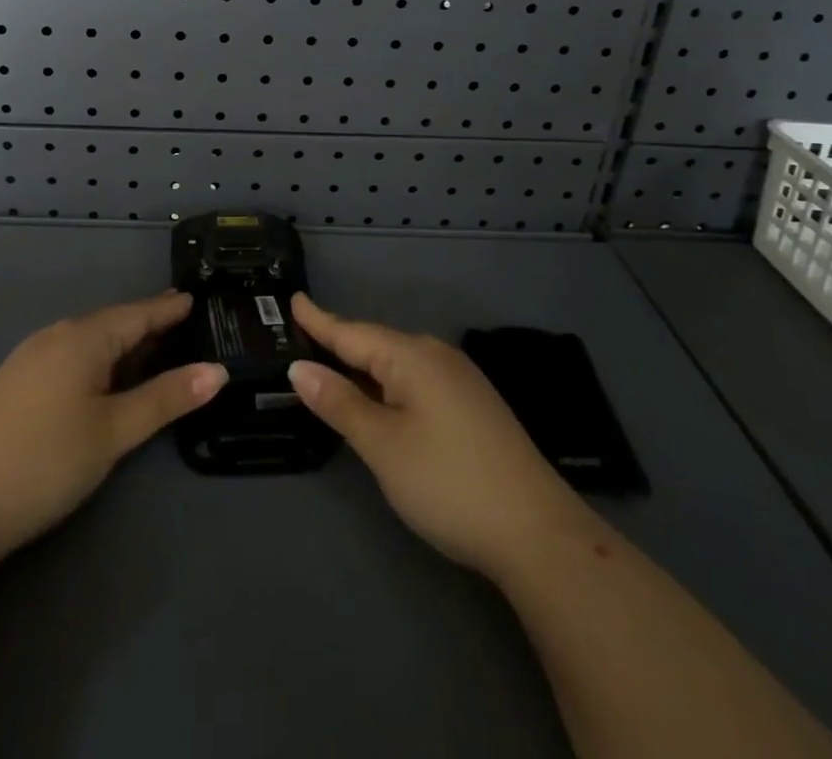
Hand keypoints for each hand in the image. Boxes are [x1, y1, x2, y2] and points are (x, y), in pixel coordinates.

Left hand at [0, 290, 226, 566]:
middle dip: (148, 322)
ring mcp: (31, 357)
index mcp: (83, 337)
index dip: (169, 309)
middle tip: (184, 320)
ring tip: (152, 345)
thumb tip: (218, 371)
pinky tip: (105, 375)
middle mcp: (56, 335)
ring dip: (123, 341)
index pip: (138, 313)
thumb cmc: (45, 462)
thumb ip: (166, 397)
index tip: (198, 300)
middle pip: (113, 322)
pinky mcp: (16, 382)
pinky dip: (99, 358)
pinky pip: (70, 355)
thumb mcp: (115, 431)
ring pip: (90, 339)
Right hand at [288, 294, 586, 581]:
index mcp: (412, 357)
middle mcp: (437, 356)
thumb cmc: (448, 482)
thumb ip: (339, 403)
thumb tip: (299, 366)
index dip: (319, 320)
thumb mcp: (382, 445)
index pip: (351, 332)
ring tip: (332, 365)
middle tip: (302, 338)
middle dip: (340, 342)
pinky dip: (388, 383)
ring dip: (364, 365)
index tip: (292, 299)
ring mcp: (460, 380)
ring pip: (398, 364)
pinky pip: (416, 380)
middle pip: (375, 344)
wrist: (538, 533)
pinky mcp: (473, 406)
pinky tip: (381, 398)